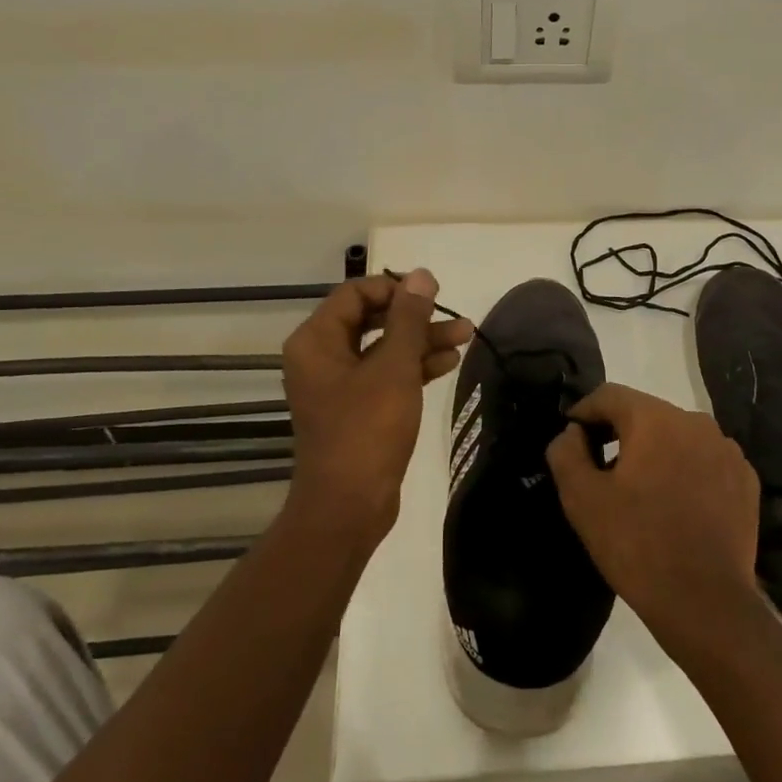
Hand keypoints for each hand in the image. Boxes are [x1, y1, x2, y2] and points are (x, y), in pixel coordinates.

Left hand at [281, 270, 471, 544]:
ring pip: (383, 347)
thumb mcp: (394, 368)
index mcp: (316, 340)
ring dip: (421, 340)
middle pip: (371, 319)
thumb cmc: (367, 429)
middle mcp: (321, 356)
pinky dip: (414, 366)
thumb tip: (421, 275)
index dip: (395, 289)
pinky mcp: (355, 407)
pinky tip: (449, 362)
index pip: (355, 293)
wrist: (349, 506)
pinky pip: (385, 373)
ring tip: (466, 335)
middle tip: (453, 315)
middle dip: (416, 317)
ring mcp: (338, 383)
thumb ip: (409, 318)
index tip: (432, 294)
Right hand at [547, 382, 763, 652]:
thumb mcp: (582, 499)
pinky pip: (704, 460)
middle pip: (645, 414)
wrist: (707, 605)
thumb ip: (566, 452)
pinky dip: (685, 471)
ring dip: (654, 453)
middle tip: (601, 470)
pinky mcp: (745, 479)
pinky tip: (676, 506)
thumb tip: (572, 432)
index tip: (572, 440)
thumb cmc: (637, 546)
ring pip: (677, 437)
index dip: (584, 413)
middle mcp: (696, 422)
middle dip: (619, 434)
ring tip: (640, 492)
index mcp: (655, 419)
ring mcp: (727, 450)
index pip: (609, 395)